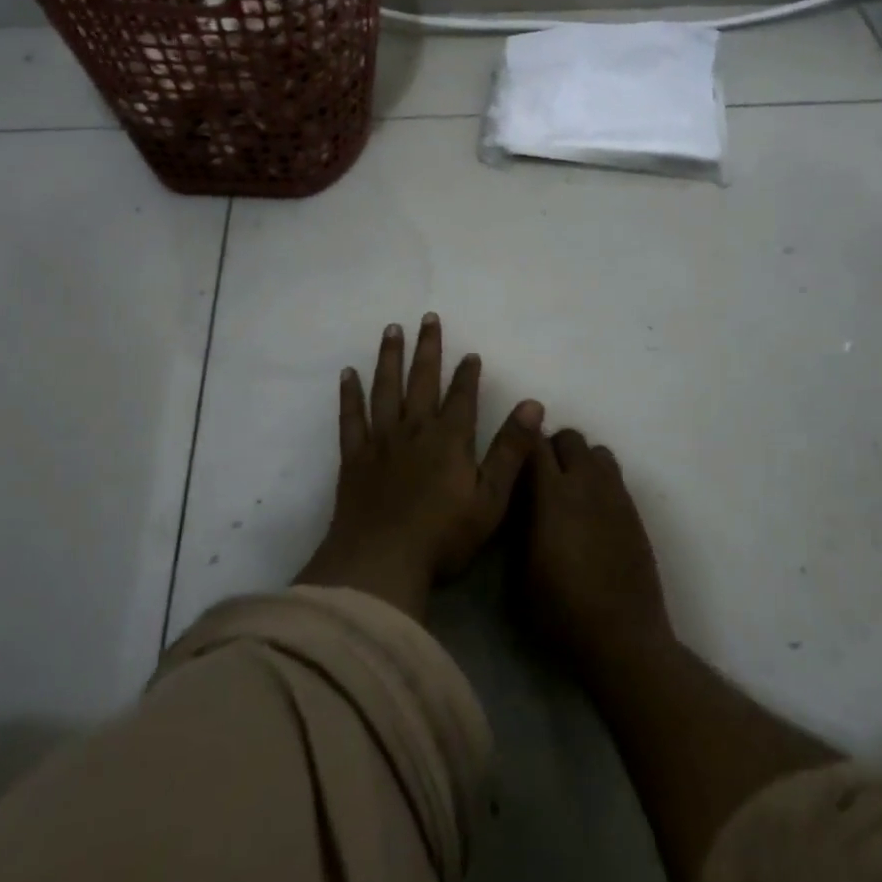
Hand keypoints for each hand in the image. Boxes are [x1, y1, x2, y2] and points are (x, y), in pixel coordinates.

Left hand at [298, 314, 543, 619]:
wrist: (381, 563)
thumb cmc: (443, 536)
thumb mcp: (491, 498)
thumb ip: (511, 450)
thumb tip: (533, 404)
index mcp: (449, 439)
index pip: (462, 396)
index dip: (467, 374)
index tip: (470, 353)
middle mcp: (414, 429)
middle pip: (423, 380)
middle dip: (428, 348)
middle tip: (428, 317)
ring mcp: (381, 441)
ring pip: (386, 388)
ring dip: (390, 357)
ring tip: (392, 330)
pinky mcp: (354, 457)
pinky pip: (351, 417)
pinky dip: (350, 394)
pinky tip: (348, 373)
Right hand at [521, 429, 673, 676]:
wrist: (622, 639)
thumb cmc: (561, 610)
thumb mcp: (519, 572)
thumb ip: (518, 526)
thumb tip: (518, 502)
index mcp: (552, 494)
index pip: (534, 443)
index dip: (522, 444)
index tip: (513, 457)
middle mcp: (586, 483)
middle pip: (570, 438)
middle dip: (553, 448)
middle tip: (541, 478)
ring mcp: (615, 496)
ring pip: (598, 452)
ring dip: (581, 462)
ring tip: (571, 492)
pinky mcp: (634, 513)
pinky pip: (615, 478)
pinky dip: (600, 483)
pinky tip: (593, 515)